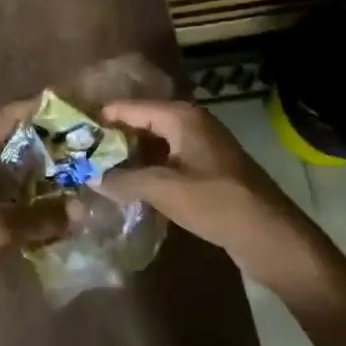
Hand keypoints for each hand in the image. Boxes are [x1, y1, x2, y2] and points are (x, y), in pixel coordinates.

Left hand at [0, 102, 69, 345]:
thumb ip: (36, 220)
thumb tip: (81, 209)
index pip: (8, 119)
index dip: (39, 109)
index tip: (75, 107)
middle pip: (16, 144)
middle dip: (51, 143)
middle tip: (90, 146)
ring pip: (17, 175)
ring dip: (47, 175)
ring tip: (86, 175)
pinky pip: (13, 202)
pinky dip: (36, 203)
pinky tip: (63, 214)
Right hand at [98, 100, 310, 279]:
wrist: (272, 237)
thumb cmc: (218, 203)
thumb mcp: (165, 190)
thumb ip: (124, 179)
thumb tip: (90, 176)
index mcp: (181, 117)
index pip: (130, 107)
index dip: (102, 117)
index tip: (72, 129)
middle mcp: (191, 124)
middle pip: (142, 123)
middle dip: (113, 139)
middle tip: (79, 153)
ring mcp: (201, 148)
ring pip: (154, 145)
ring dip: (129, 157)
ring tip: (96, 171)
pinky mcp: (207, 171)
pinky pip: (168, 162)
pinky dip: (148, 171)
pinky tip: (127, 188)